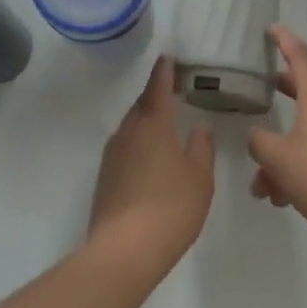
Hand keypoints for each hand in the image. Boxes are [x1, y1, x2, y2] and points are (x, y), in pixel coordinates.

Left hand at [88, 56, 214, 271]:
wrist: (124, 251)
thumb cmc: (170, 207)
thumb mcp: (200, 177)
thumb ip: (202, 147)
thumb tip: (199, 128)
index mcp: (152, 123)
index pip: (158, 86)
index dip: (165, 71)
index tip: (168, 56)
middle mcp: (128, 131)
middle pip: (142, 104)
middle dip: (156, 95)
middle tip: (173, 90)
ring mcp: (112, 154)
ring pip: (132, 126)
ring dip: (147, 121)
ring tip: (165, 124)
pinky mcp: (105, 177)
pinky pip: (125, 147)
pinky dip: (139, 143)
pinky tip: (151, 158)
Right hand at [248, 26, 306, 240]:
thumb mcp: (279, 157)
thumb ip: (260, 142)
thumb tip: (256, 137)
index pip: (299, 54)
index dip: (283, 39)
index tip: (270, 28)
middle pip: (302, 89)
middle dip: (279, 90)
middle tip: (259, 86)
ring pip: (304, 131)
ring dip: (280, 152)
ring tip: (260, 185)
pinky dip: (296, 169)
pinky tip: (281, 199)